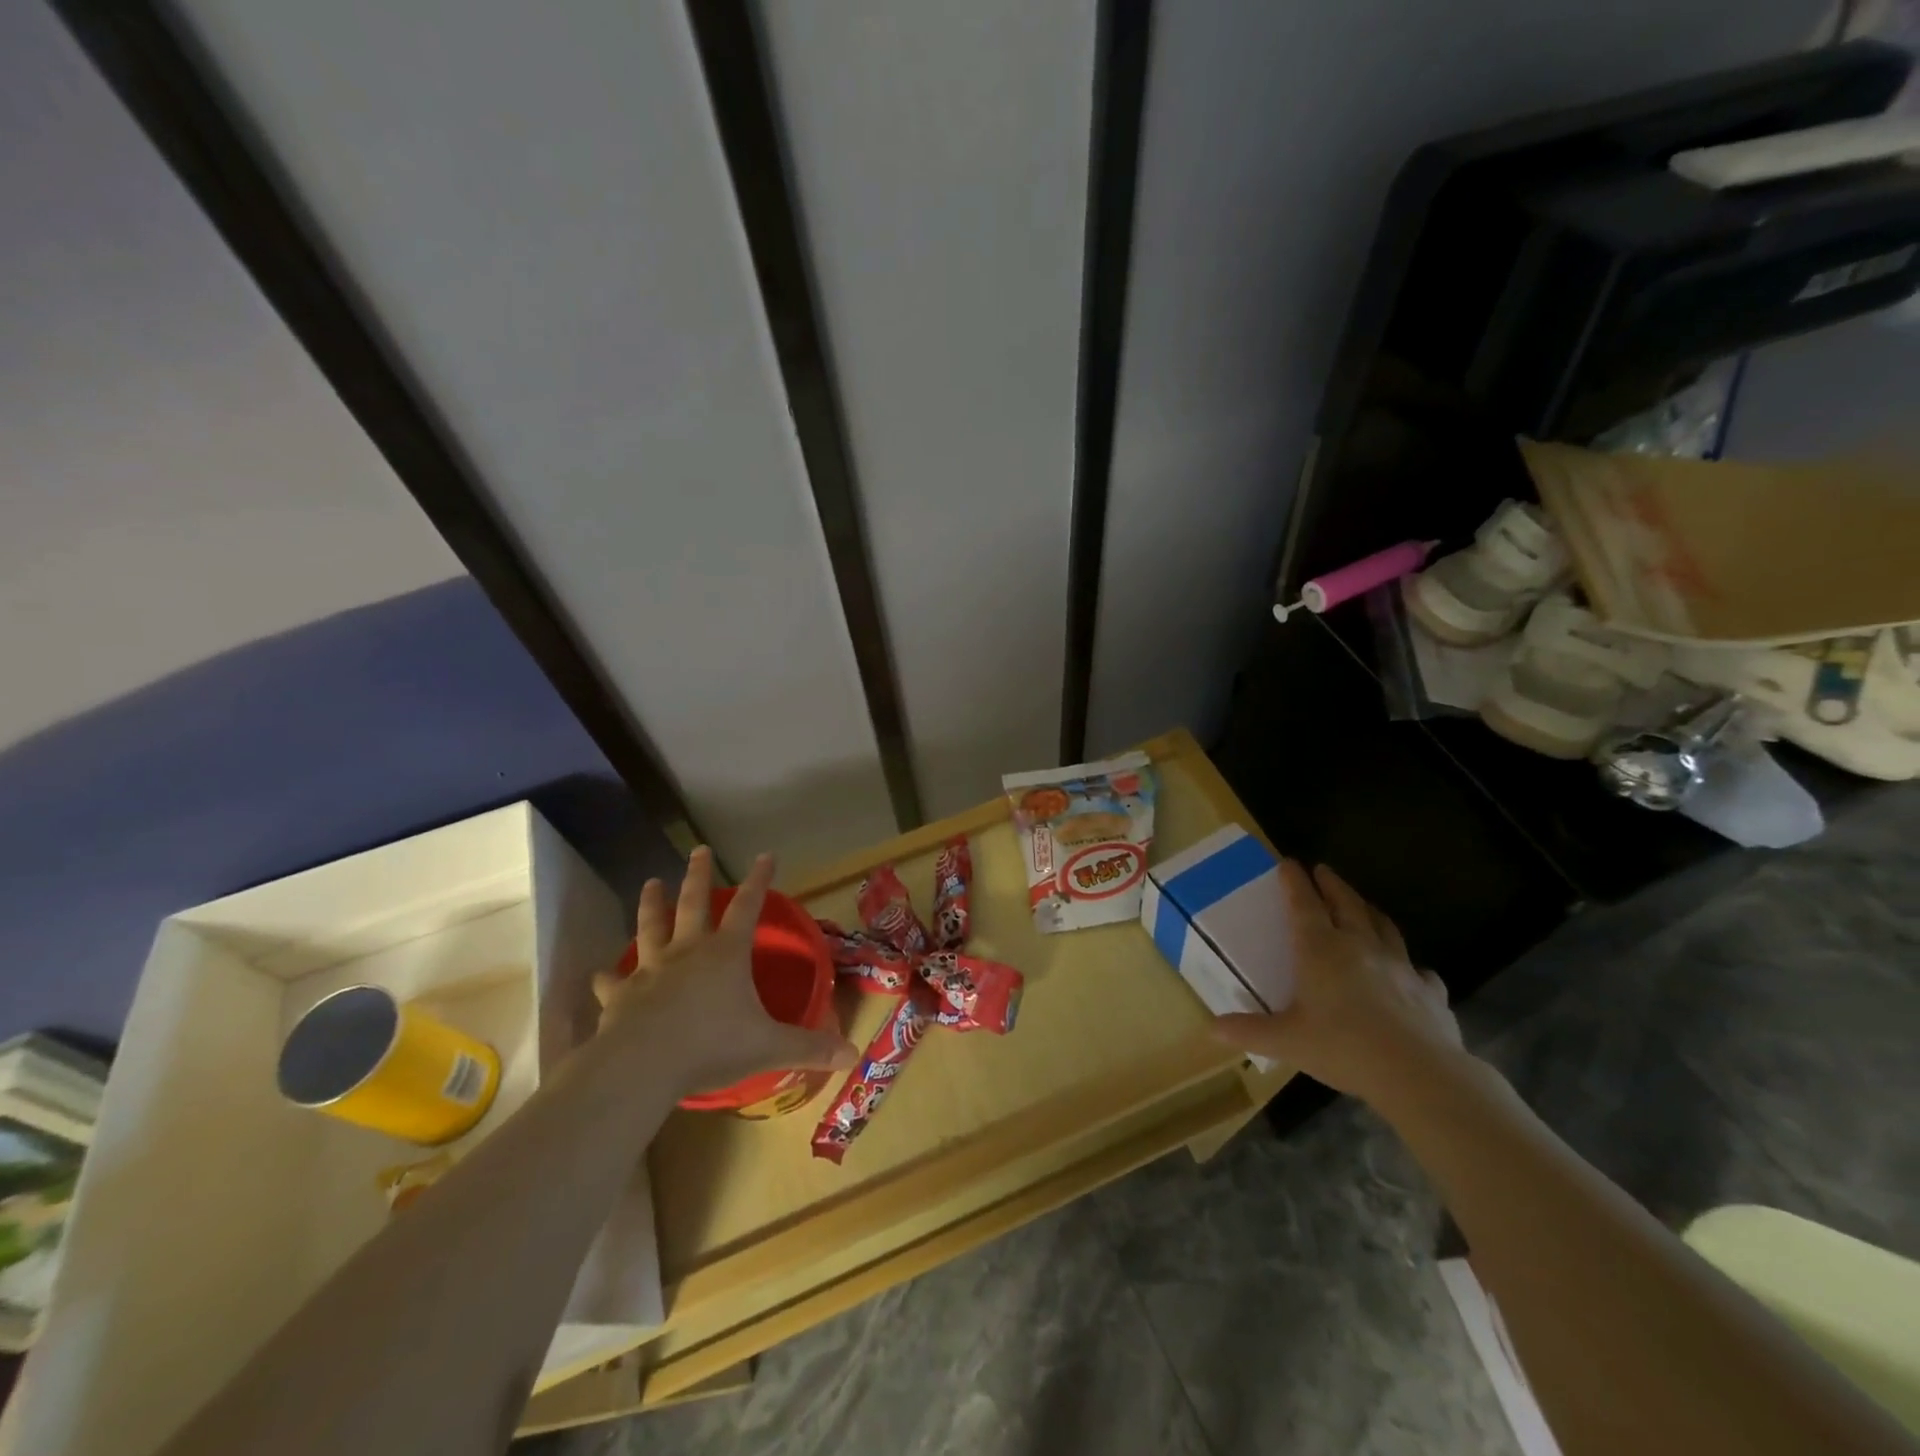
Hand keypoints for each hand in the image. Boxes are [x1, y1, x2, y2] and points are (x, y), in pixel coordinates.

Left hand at [593, 847, 858, 1096]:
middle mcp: (688, 952)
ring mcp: (650, 970)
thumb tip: (852, 1054)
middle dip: (698, 875)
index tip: (765, 855)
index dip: (758, 881)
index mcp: (726, 954)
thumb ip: (810, 1048)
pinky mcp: (620, 996)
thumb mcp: (770, 1047)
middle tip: (699, 850)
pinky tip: (599, 974)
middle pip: (693, 904)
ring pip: (650, 927)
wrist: (643, 1065)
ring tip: (650, 883)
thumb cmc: (712, 1046)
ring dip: (651, 904)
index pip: (747, 907)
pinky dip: (607, 977)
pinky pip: (612, 982)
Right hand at [1212, 860, 1463, 1105]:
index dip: (1294, 881)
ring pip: (1383, 926)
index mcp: (1320, 950)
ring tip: (1362, 905)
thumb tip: (1212, 1028)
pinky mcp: (1429, 991)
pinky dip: (1410, 965)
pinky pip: (1419, 970)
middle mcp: (1359, 946)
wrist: (1419, 1073)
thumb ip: (1249, 1031)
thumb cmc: (1343, 1048)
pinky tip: (1410, 972)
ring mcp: (1399, 966)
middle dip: (1332, 885)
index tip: (1288, 862)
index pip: (1303, 904)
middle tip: (1323, 871)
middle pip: (1346, 904)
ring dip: (1369, 910)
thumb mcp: (1286, 1041)